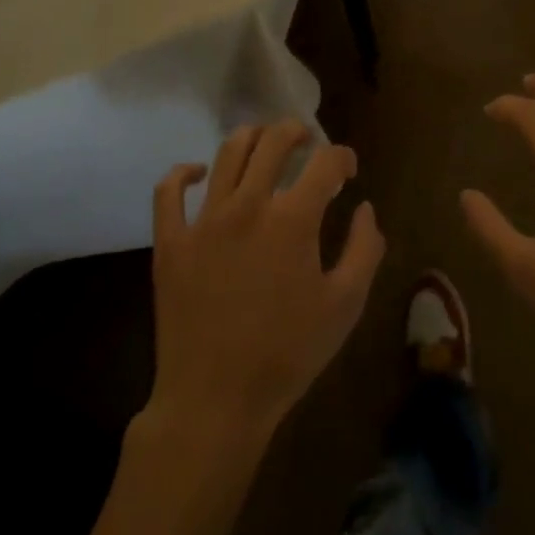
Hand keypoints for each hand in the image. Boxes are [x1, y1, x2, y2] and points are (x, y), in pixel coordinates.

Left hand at [148, 121, 384, 443]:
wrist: (214, 403)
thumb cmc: (286, 355)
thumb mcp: (344, 307)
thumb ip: (364, 250)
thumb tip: (365, 209)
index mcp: (293, 219)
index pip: (325, 162)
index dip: (342, 157)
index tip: (347, 170)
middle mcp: (248, 204)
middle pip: (273, 141)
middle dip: (296, 131)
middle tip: (306, 140)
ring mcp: (204, 219)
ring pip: (227, 152)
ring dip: (251, 138)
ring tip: (263, 144)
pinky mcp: (171, 241)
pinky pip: (169, 191)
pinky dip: (182, 173)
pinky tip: (197, 173)